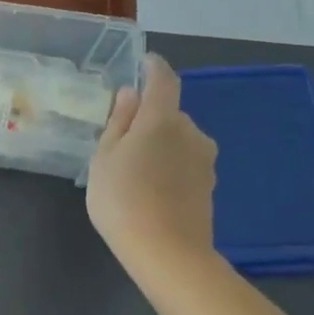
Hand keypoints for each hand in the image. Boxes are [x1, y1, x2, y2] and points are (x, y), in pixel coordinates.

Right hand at [86, 53, 217, 266]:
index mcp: (161, 119)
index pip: (163, 80)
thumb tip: (130, 94)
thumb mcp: (104, 157)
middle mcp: (191, 132)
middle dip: (148, 118)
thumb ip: (118, 122)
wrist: (167, 251)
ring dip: (159, 144)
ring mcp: (204, 159)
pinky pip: (184, 161)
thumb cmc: (122, 198)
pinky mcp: (208, 184)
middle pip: (169, 113)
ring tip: (133, 168)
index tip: (144, 62)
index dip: (153, 68)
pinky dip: (168, 164)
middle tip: (121, 137)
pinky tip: (150, 187)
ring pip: (178, 139)